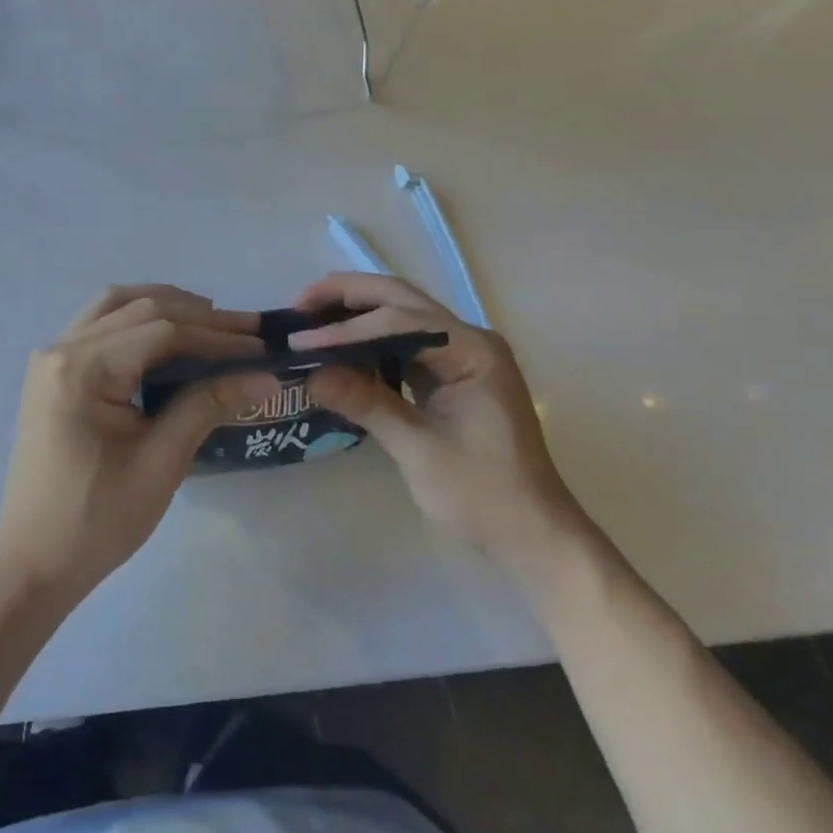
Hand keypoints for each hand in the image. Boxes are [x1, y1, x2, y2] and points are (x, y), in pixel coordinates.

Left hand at [0, 285, 273, 605]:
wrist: (33, 560)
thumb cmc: (98, 519)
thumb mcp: (161, 463)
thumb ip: (208, 405)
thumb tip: (265, 377)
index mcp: (83, 369)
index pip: (162, 331)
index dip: (217, 336)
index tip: (261, 347)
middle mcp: (62, 347)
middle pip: (140, 308)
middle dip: (199, 316)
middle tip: (248, 329)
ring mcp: (53, 355)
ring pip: (116, 304)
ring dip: (165, 305)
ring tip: (211, 322)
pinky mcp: (54, 369)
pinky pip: (100, 323)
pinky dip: (137, 318)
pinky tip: (167, 335)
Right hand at [290, 273, 586, 572]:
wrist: (533, 535)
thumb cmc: (483, 495)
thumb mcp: (419, 450)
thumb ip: (366, 403)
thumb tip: (310, 373)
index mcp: (471, 350)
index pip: (399, 323)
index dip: (346, 331)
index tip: (300, 342)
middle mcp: (469, 339)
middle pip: (400, 299)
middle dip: (347, 297)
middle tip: (299, 306)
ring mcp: (461, 354)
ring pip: (400, 314)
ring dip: (356, 312)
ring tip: (310, 320)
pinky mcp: (450, 373)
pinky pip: (404, 341)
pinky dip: (369, 339)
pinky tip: (340, 347)